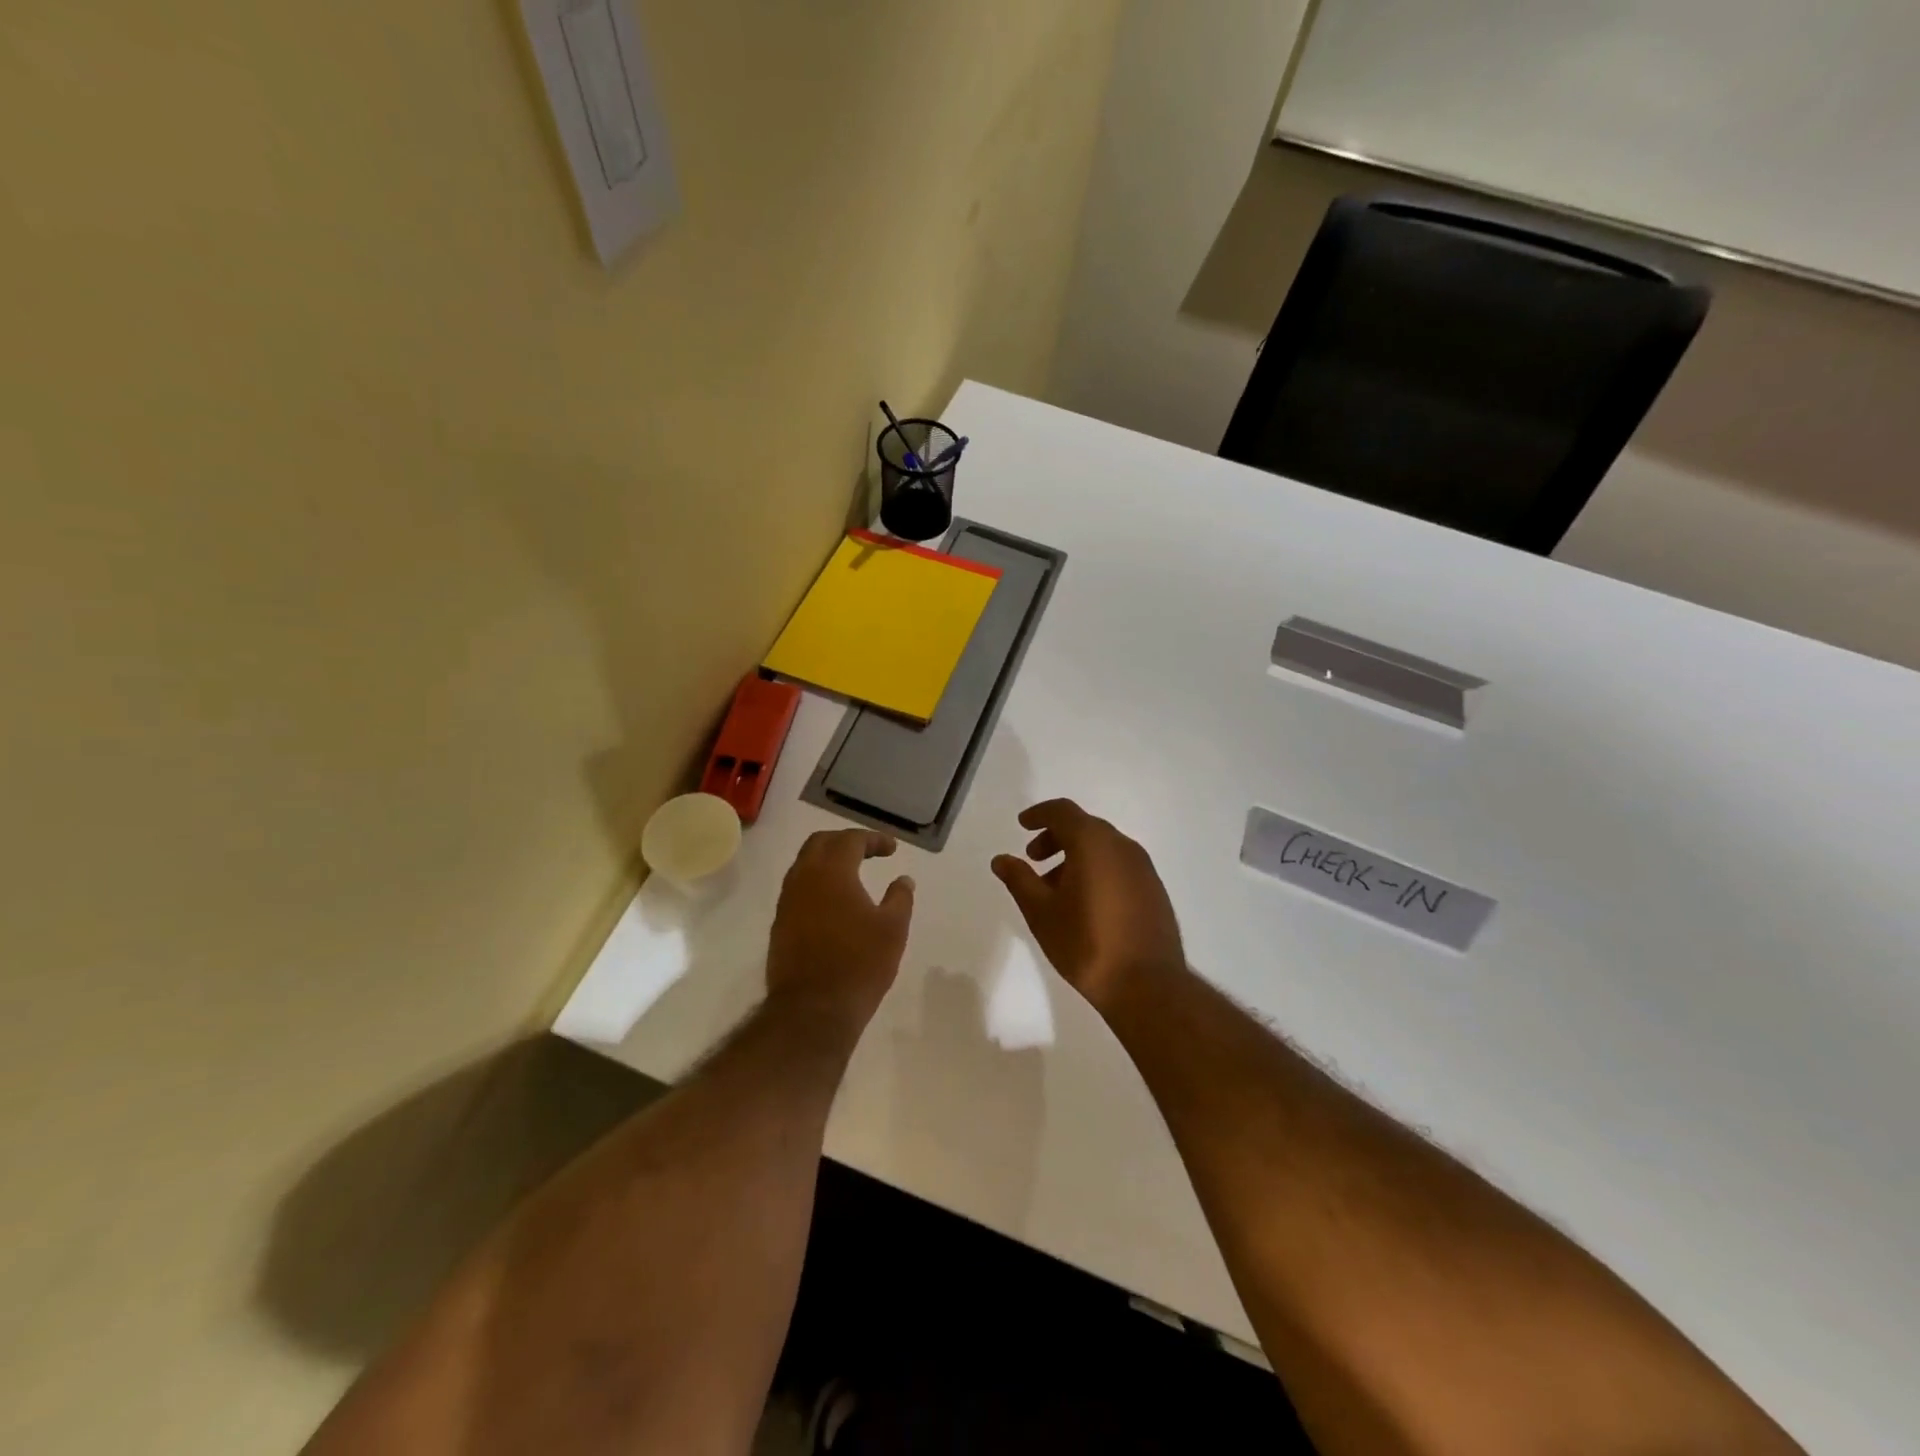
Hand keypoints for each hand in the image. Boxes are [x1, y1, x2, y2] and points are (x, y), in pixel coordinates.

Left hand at [767, 829, 914, 1032]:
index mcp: (832, 872)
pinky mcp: (780, 924)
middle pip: (820, 843)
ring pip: (804, 865)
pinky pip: (798, 889)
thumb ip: (900, 898)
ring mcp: (787, 902)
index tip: (892, 849)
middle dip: (845, 841)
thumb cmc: (859, 964)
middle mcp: (803, 879)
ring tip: (853, 874)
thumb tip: (903, 880)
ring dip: (828, 861)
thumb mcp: (893, 929)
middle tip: (869, 851)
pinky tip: (835, 902)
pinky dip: (817, 883)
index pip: (850, 840)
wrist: (812, 1011)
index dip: (873, 839)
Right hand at [991, 799, 1185, 1014]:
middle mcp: (1122, 847)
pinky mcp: (1154, 890)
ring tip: (1055, 890)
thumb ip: (1019, 879)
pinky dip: (1097, 870)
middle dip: (1055, 837)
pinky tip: (1085, 903)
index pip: (1063, 811)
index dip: (1039, 814)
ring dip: (1076, 856)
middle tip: (1033, 860)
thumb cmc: (1086, 943)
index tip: (1022, 825)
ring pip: (1103, 848)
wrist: (1147, 985)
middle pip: (1084, 827)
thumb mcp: (1041, 912)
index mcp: (1094, 843)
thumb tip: (1001, 859)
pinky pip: (1119, 866)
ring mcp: (1143, 868)